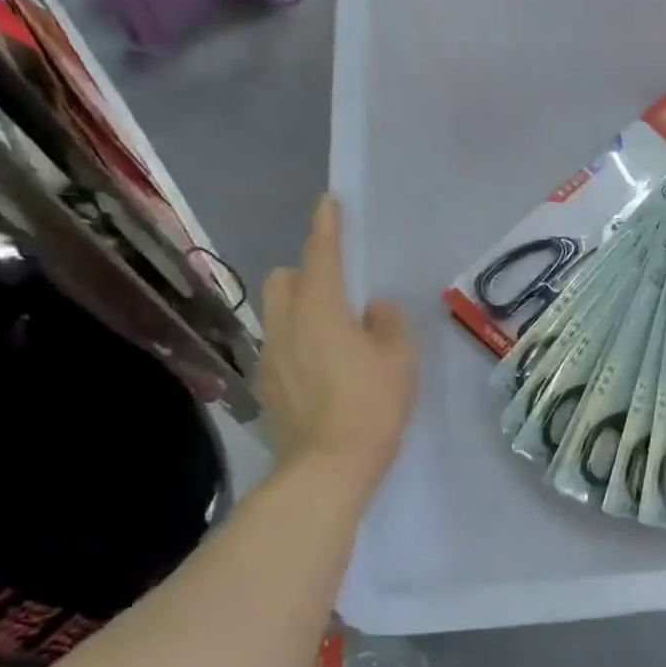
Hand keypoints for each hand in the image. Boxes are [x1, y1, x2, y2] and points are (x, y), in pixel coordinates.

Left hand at [258, 195, 416, 491]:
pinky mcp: (267, 385)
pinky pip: (279, 346)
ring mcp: (270, 356)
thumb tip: (373, 307)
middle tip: (338, 290)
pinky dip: (298, 343)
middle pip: (285, 279)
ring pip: (277, 313)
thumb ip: (388, 323)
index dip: (327, 227)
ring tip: (333, 334)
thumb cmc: (371, 405)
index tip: (330, 203)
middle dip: (306, 272)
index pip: (321, 255)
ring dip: (300, 309)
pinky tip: (322, 371)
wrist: (328, 464)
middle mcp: (286, 324)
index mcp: (321, 310)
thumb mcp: (398, 359)